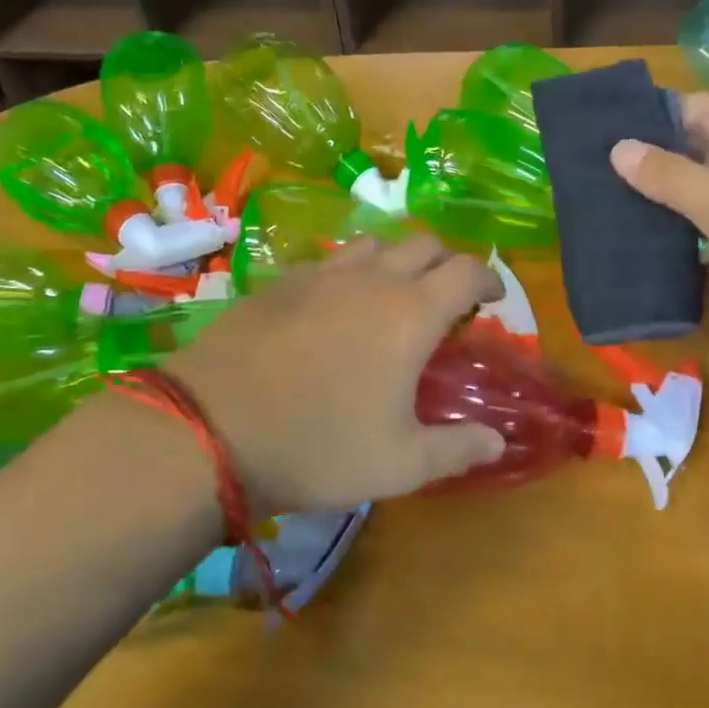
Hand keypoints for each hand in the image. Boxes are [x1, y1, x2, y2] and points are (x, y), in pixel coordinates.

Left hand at [166, 236, 506, 510]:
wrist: (209, 428)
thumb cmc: (317, 446)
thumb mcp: (398, 465)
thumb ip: (457, 450)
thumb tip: (499, 442)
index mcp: (410, 313)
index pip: (466, 270)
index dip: (488, 277)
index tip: (493, 297)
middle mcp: (372, 279)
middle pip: (423, 242)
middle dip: (446, 260)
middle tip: (448, 293)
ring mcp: (321, 275)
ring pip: (374, 243)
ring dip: (397, 258)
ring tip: (394, 293)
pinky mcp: (281, 281)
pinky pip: (330, 260)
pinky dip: (351, 272)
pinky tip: (336, 305)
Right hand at [611, 92, 708, 422]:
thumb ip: (677, 178)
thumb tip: (619, 147)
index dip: (662, 111)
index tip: (604, 121)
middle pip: (696, 158)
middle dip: (646, 157)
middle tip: (582, 160)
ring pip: (687, 206)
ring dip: (646, 202)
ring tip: (586, 197)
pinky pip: (687, 249)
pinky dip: (656, 245)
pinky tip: (614, 243)